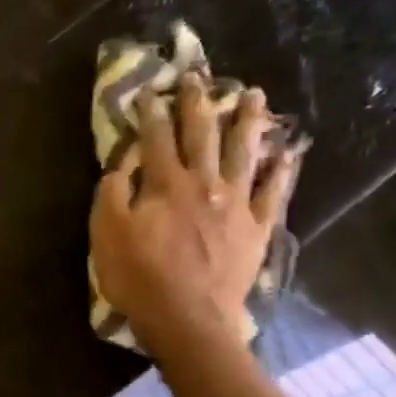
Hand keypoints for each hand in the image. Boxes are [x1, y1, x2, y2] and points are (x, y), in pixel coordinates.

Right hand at [90, 71, 303, 356]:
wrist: (188, 319)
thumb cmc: (139, 278)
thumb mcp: (106, 235)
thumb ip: (112, 194)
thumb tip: (123, 163)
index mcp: (166, 185)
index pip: (157, 138)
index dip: (151, 112)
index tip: (148, 91)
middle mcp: (205, 184)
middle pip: (203, 135)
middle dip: (199, 103)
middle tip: (199, 77)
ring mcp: (237, 204)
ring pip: (245, 152)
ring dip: (248, 121)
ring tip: (254, 95)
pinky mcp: (257, 229)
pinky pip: (274, 193)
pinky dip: (282, 171)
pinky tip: (288, 152)